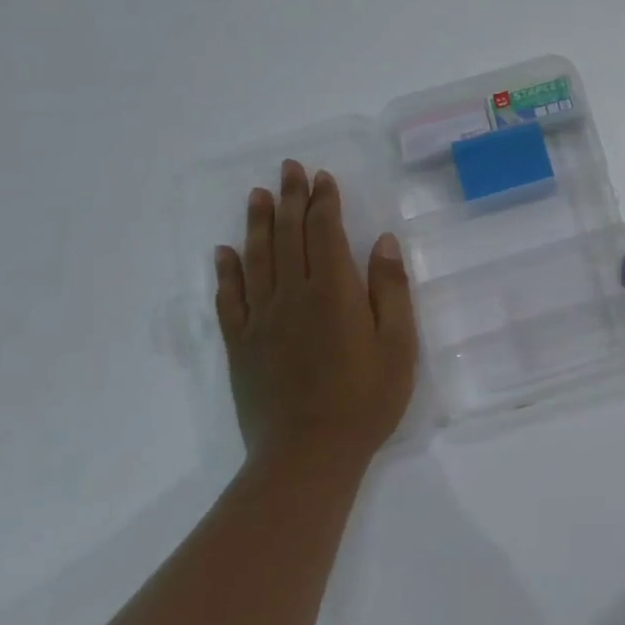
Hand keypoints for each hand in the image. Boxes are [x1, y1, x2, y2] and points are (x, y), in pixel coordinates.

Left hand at [213, 161, 417, 472]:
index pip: (324, 233)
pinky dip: (227, 271)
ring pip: (257, 259)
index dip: (324, 202)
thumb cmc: (365, 400)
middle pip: (289, 236)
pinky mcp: (241, 345)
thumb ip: (390, 290)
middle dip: (292, 199)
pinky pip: (229, 298)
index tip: (323, 176)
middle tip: (289, 168)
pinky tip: (225, 252)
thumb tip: (381, 242)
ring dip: (258, 223)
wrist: (307, 456)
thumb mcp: (398, 345)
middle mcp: (292, 296)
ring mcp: (261, 320)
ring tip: (258, 194)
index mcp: (334, 293)